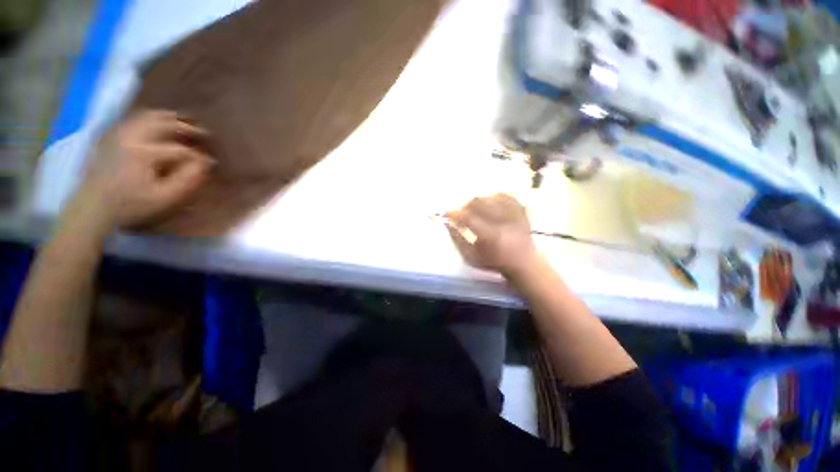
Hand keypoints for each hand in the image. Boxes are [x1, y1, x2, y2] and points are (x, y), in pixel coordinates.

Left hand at [77, 110, 214, 229]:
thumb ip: (187, 180)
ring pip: (147, 117)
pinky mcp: (110, 137)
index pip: (180, 149)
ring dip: (168, 117)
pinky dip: (148, 117)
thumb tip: (205, 164)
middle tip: (204, 133)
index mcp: (144, 152)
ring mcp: (118, 134)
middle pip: (164, 124)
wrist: (92, 207)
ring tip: (182, 120)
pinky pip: (133, 119)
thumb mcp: (165, 198)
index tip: (211, 163)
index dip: (198, 156)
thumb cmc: (131, 205)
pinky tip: (156, 120)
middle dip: (187, 128)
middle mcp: (131, 137)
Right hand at [445, 193, 538, 276]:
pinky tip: (490, 201)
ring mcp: (514, 216)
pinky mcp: (522, 212)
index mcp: (490, 236)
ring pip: (492, 198)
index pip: (468, 218)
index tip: (446, 215)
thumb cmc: (493, 262)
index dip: (454, 214)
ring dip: (479, 202)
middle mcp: (503, 223)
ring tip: (474, 209)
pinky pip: (508, 197)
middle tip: (461, 214)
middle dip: (466, 206)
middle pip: (480, 203)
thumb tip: (447, 223)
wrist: (523, 264)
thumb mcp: (471, 257)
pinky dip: (496, 196)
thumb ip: (457, 240)